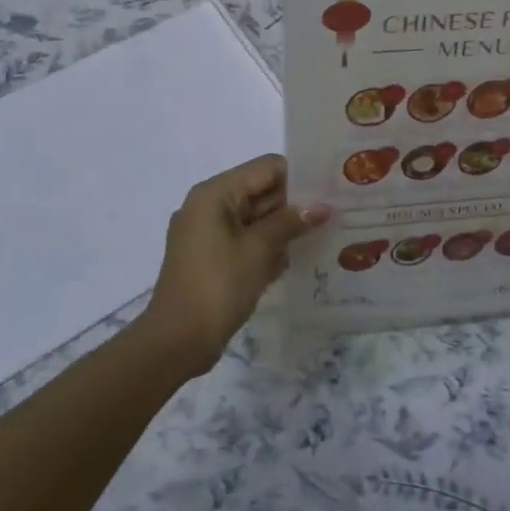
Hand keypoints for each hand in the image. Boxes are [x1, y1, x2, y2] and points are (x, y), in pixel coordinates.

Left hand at [139, 155, 328, 374]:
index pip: (266, 168)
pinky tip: (295, 259)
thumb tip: (322, 206)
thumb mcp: (258, 250)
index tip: (330, 192)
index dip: (299, 177)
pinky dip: (266, 246)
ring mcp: (207, 232)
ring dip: (283, 227)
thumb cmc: (217, 287)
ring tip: (323, 235)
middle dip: (294, 204)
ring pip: (254, 217)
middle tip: (334, 214)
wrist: (176, 342)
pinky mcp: (210, 257)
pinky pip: (245, 239)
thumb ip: (290, 222)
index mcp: (214, 193)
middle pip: (260, 191)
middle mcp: (208, 205)